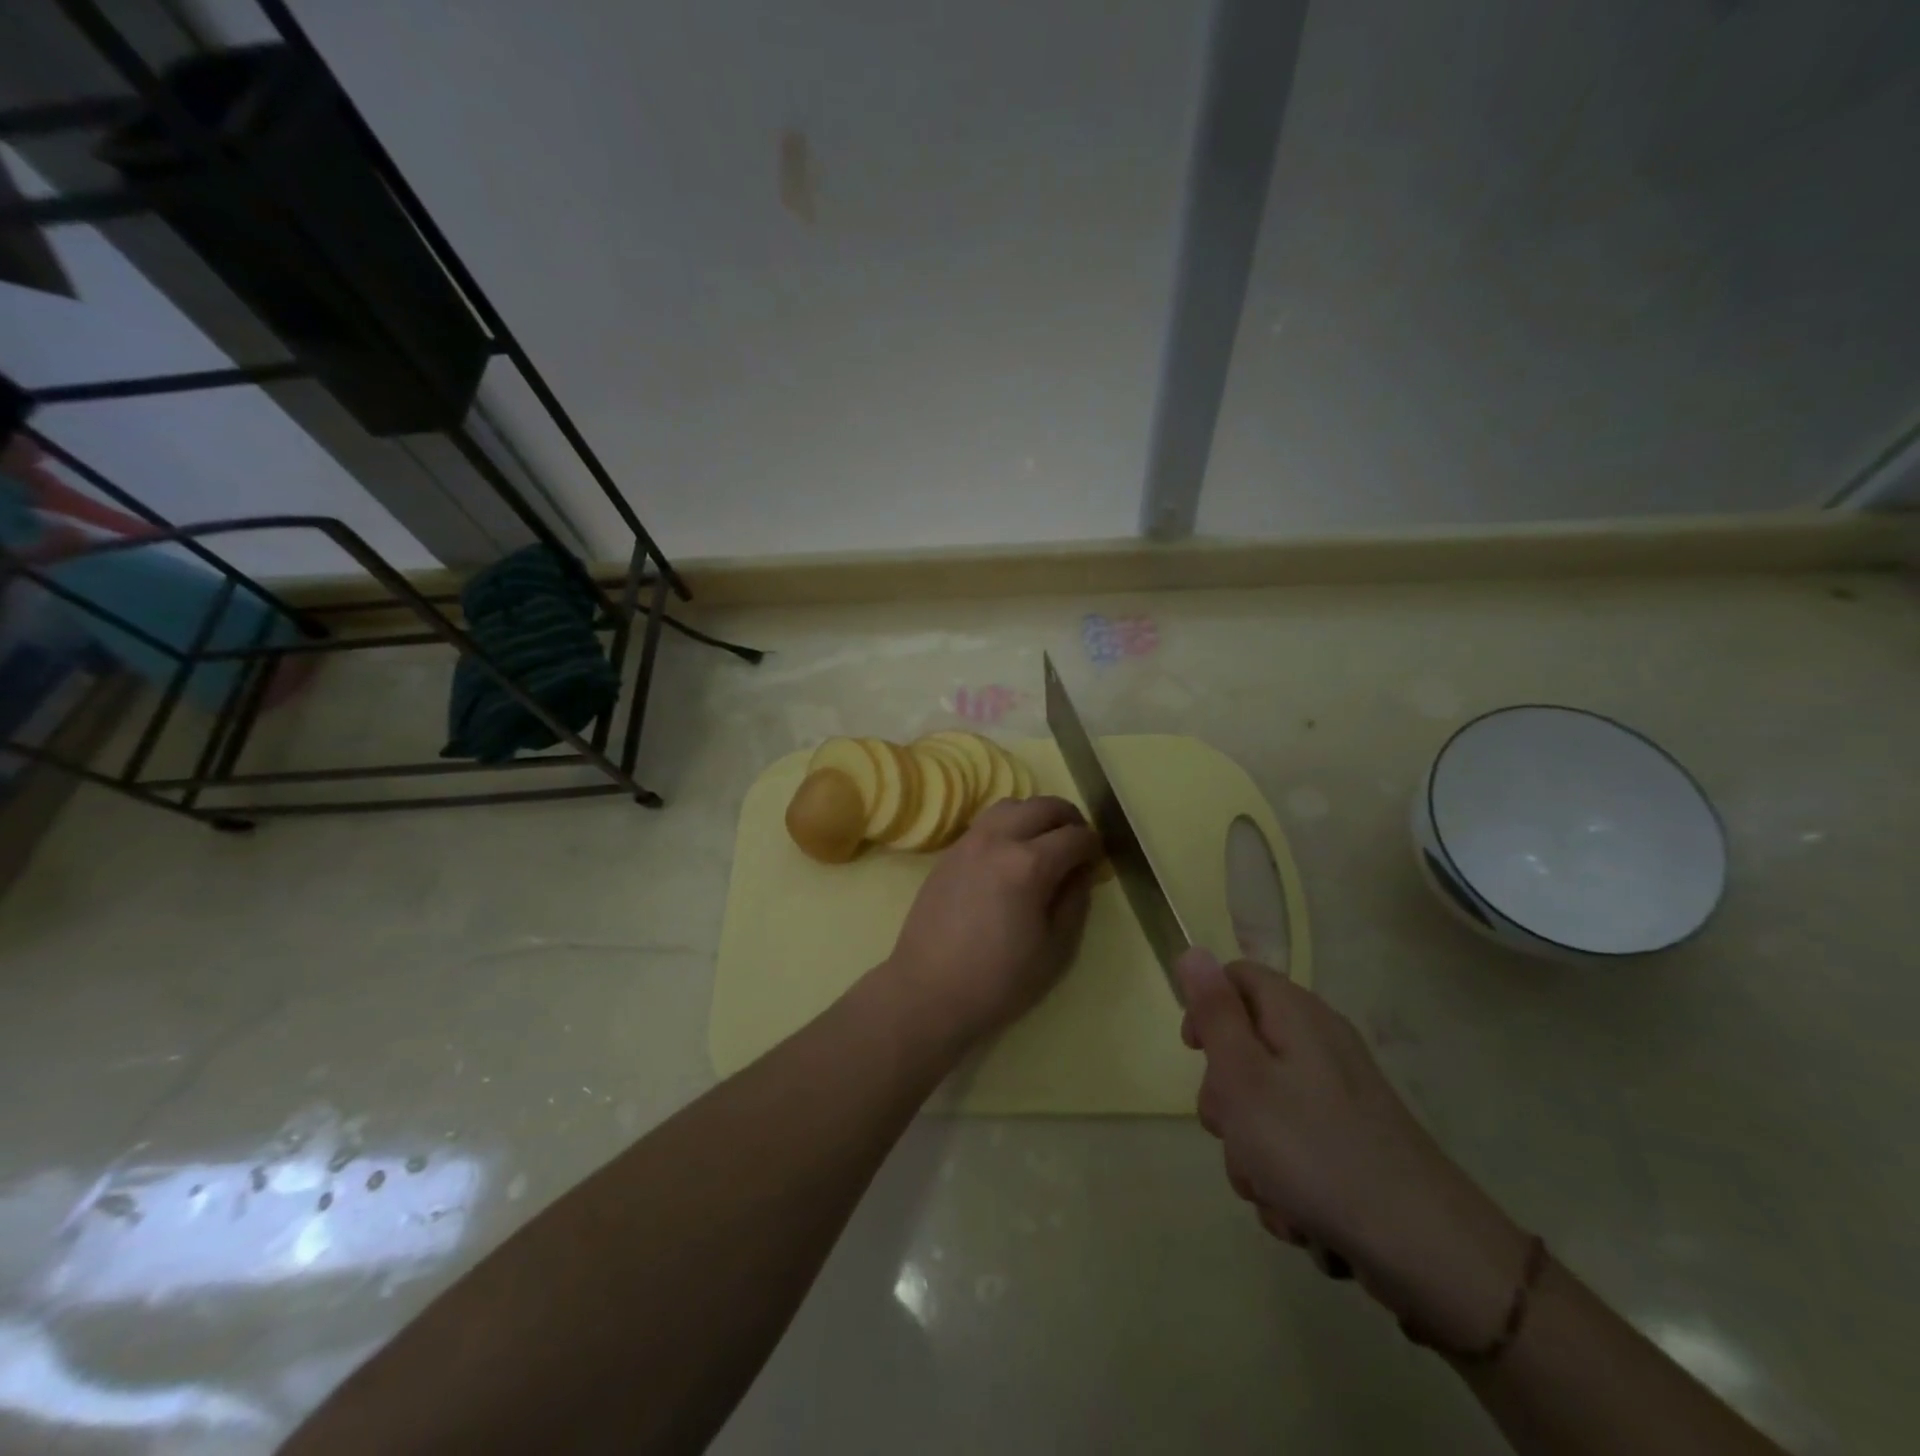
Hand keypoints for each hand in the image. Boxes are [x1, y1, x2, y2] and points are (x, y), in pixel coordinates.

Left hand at [879, 796, 1099, 1050]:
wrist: (928, 992)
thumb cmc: (999, 981)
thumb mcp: (1056, 949)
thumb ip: (1075, 901)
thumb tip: (1082, 870)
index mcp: (1029, 864)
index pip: (1074, 836)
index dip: (1093, 845)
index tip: (1097, 860)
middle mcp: (997, 840)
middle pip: (1042, 806)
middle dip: (1068, 819)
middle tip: (1078, 844)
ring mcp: (968, 842)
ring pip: (1010, 806)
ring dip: (1035, 815)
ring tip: (1044, 842)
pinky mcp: (949, 853)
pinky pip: (986, 822)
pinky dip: (1008, 825)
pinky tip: (1011, 854)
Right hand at [1178, 949, 1532, 1351]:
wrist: (1426, 1251)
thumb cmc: (1314, 1151)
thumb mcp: (1243, 1076)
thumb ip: (1215, 1012)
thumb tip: (1193, 950)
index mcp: (1296, 1015)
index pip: (1236, 977)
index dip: (1205, 1007)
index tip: (1194, 1054)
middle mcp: (1319, 1044)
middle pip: (1244, 1047)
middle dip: (1224, 1096)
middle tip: (1232, 1129)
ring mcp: (1338, 1095)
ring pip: (1263, 1105)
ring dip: (1250, 1150)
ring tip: (1269, 1187)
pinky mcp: (1350, 1140)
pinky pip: (1293, 1144)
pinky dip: (1283, 1177)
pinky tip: (1297, 1213)